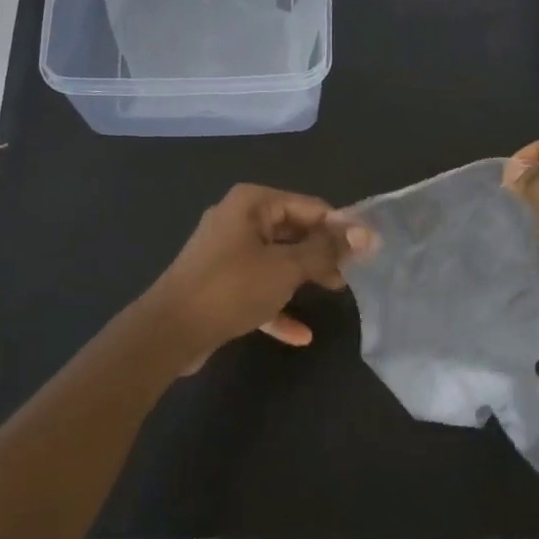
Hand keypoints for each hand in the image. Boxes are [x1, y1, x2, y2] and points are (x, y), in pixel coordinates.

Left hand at [143, 184, 370, 369]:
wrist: (169, 332)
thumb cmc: (231, 288)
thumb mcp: (286, 267)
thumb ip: (326, 250)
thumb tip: (365, 234)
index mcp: (252, 203)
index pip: (310, 206)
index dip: (341, 227)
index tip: (369, 249)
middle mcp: (238, 220)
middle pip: (294, 231)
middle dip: (323, 252)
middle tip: (353, 272)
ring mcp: (226, 253)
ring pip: (277, 260)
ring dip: (305, 276)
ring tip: (336, 292)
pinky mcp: (220, 284)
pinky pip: (258, 289)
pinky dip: (278, 305)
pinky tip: (301, 335)